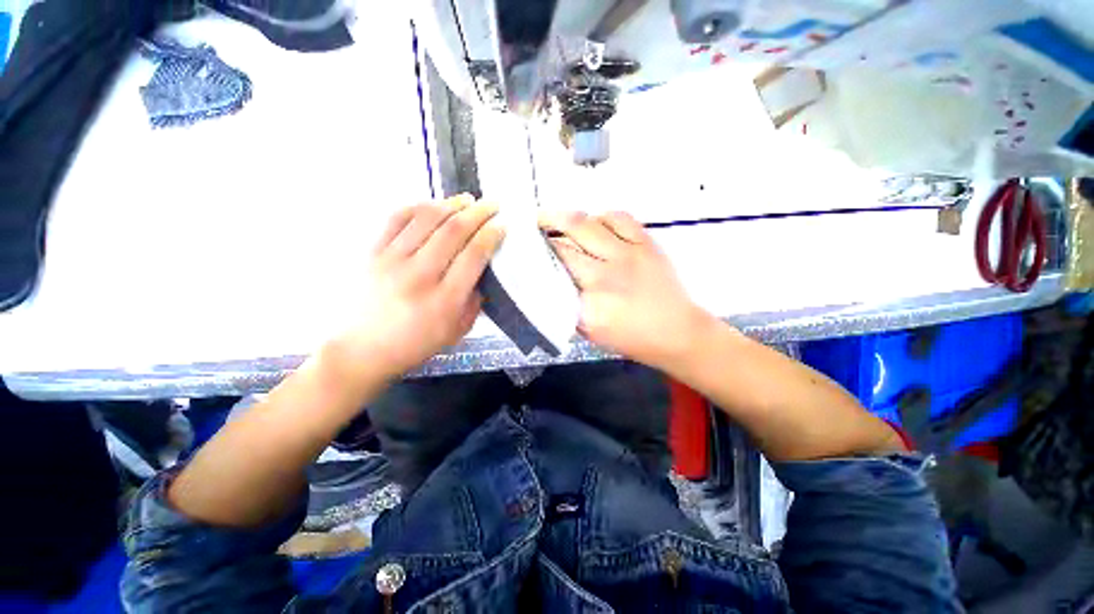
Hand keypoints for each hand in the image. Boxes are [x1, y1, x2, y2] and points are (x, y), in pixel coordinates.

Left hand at [325, 196, 504, 381]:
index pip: (473, 256)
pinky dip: (418, 206)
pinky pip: (396, 218)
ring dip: (452, 204)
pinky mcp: (371, 253)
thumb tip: (482, 271)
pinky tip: (433, 205)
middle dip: (478, 213)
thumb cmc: (415, 345)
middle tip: (493, 204)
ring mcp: (391, 261)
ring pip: (426, 219)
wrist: (361, 351)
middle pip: (453, 231)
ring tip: (467, 199)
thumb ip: (474, 301)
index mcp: (444, 300)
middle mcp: (418, 276)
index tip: (502, 225)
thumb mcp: (457, 331)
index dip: (491, 235)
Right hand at [540, 211, 712, 368]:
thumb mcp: (590, 332)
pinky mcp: (647, 243)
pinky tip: (594, 223)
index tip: (526, 248)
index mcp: (591, 304)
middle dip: (544, 230)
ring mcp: (629, 255)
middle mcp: (606, 275)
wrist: (676, 332)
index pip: (555, 271)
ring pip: (588, 223)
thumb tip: (550, 279)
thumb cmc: (631, 338)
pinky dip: (600, 216)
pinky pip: (618, 217)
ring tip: (555, 218)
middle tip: (532, 225)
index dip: (538, 255)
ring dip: (566, 218)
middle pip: (566, 242)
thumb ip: (567, 306)